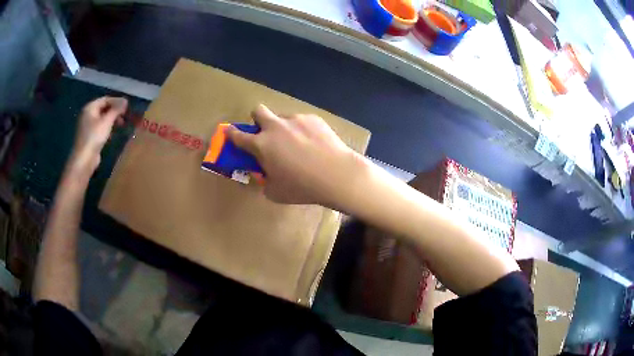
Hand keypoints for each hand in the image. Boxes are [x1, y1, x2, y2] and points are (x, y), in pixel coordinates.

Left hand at [70, 97, 127, 173]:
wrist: (84, 159)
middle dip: (115, 111)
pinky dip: (108, 128)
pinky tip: (113, 133)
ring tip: (122, 124)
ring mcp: (88, 126)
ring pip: (102, 118)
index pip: (105, 99)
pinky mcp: (90, 136)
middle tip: (125, 116)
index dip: (117, 101)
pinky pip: (100, 127)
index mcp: (90, 107)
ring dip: (112, 120)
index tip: (127, 106)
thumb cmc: (94, 137)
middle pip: (104, 108)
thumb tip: (125, 100)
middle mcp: (87, 114)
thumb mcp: (107, 121)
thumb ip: (116, 109)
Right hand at [227, 105, 362, 206]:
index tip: (229, 132)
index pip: (237, 135)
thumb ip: (264, 181)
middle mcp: (275, 127)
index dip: (231, 133)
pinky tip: (314, 143)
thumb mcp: (275, 192)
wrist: (337, 175)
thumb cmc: (302, 187)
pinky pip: (301, 121)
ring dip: (282, 127)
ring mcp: (295, 120)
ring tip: (298, 144)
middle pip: (258, 111)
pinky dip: (302, 130)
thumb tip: (263, 174)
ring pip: (282, 117)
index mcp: (261, 145)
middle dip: (256, 119)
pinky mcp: (313, 118)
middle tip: (265, 133)